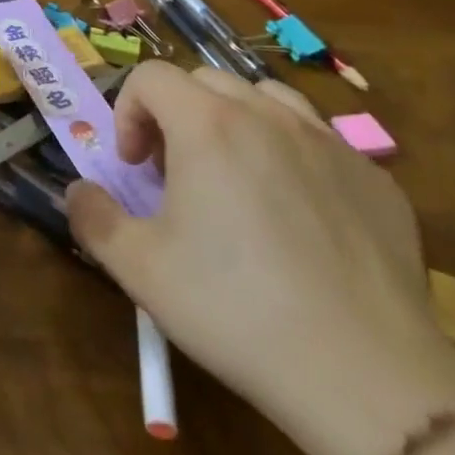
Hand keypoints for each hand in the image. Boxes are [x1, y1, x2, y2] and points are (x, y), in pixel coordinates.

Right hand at [66, 62, 454, 454]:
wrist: (369, 378)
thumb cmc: (236, 310)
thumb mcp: (139, 268)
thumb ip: (93, 217)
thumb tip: (78, 191)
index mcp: (206, 124)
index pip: (151, 76)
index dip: (128, 110)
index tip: (134, 167)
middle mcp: (267, 115)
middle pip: (205, 80)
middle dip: (177, 114)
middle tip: (176, 174)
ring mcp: (329, 143)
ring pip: (266, 98)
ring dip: (235, 121)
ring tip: (235, 177)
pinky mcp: (376, 179)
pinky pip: (320, 140)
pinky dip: (292, 154)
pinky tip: (298, 216)